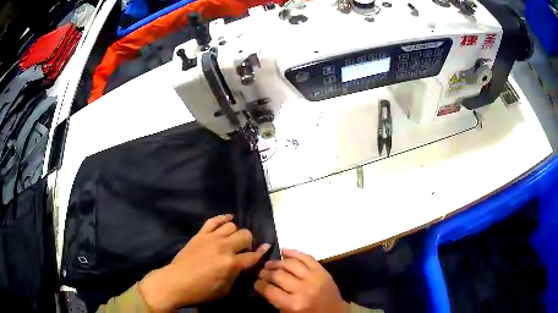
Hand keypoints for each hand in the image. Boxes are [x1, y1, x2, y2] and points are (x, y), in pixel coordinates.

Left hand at [139, 214, 269, 310]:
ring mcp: (211, 238)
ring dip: (235, 233)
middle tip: (244, 250)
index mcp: (231, 264)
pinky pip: (213, 220)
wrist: (176, 282)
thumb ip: (236, 275)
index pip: (253, 256)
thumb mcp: (225, 289)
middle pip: (245, 235)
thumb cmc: (201, 290)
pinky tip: (228, 219)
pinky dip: (223, 218)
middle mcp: (224, 247)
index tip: (266, 248)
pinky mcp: (200, 234)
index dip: (262, 253)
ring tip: (232, 240)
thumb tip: (243, 265)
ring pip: (231, 226)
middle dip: (249, 242)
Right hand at [255, 248, 349, 312]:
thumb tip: (265, 285)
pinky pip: (306, 257)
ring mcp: (314, 277)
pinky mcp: (322, 271)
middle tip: (261, 272)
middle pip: (278, 275)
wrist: (334, 312)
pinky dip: (294, 252)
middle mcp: (303, 289)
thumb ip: (277, 300)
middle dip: (265, 273)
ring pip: (290, 264)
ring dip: (276, 262)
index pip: (269, 290)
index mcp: (294, 304)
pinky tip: (284, 251)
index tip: (256, 282)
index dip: (259, 284)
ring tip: (269, 264)